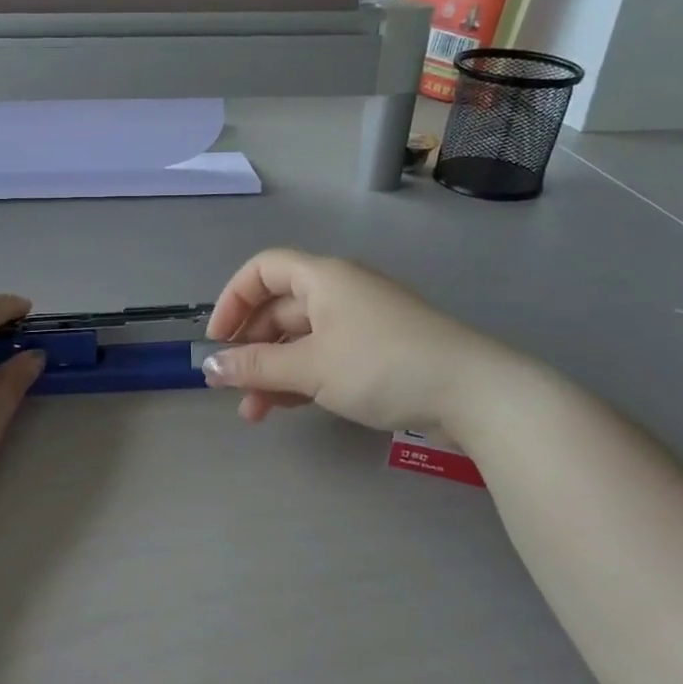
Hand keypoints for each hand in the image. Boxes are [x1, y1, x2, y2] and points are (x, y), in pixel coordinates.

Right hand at [201, 249, 482, 433]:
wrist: (473, 392)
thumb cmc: (382, 365)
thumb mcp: (311, 368)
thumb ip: (256, 366)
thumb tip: (209, 367)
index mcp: (323, 278)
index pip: (262, 270)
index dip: (232, 300)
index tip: (217, 341)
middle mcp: (340, 290)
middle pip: (279, 308)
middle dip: (250, 347)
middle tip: (231, 386)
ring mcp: (361, 321)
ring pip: (301, 339)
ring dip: (273, 371)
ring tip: (254, 412)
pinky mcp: (378, 350)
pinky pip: (325, 356)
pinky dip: (302, 378)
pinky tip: (287, 408)